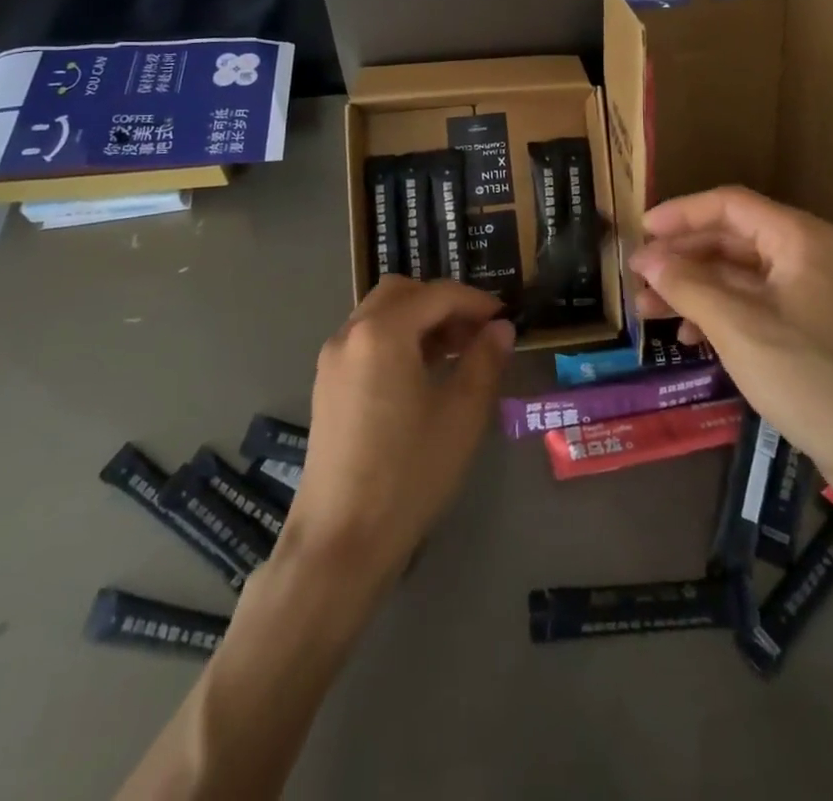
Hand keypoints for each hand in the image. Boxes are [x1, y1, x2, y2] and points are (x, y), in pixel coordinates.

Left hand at [284, 277, 513, 586]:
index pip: (437, 295)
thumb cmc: (408, 473)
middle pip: (402, 293)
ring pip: (380, 314)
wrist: (340, 540)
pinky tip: (422, 374)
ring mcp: (332, 359)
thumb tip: (501, 328)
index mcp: (382, 332)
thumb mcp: (461, 415)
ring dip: (419, 320)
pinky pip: (366, 340)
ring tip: (455, 353)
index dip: (476, 301)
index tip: (505, 318)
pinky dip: (397, 339)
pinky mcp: (327, 385)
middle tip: (476, 332)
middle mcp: (351, 333)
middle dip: (443, 303)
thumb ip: (485, 360)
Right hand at [628, 187, 832, 495]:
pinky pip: (752, 301)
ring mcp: (808, 290)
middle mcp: (805, 253)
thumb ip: (687, 285)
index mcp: (798, 238)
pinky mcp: (808, 324)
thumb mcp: (738, 327)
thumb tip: (647, 259)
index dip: (680, 213)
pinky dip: (717, 311)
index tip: (640, 231)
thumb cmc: (808, 377)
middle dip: (681, 257)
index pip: (728, 205)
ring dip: (692, 287)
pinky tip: (687, 334)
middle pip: (730, 238)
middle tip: (637, 278)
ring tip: (648, 310)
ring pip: (737, 273)